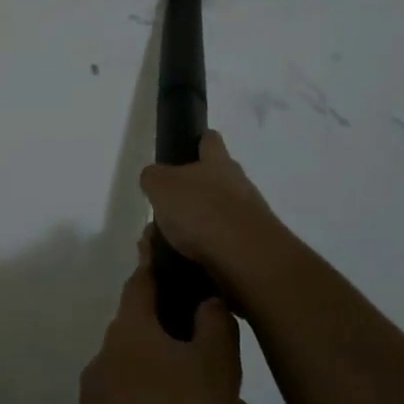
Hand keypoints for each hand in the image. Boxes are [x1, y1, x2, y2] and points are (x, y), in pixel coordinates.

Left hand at [55, 235, 285, 403]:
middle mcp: (114, 363)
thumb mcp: (213, 370)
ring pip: (174, 402)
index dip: (160, 261)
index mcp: (132, 333)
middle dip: (211, 370)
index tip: (172, 247)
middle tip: (246, 402)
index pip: (144, 280)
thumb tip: (208, 301)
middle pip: (166, 347)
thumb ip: (216, 327)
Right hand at [139, 131, 291, 297]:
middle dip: (186, 196)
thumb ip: (153, 178)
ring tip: (164, 245)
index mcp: (218, 162)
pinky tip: (181, 262)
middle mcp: (237, 185)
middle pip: (211, 182)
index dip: (198, 141)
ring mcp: (247, 218)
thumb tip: (154, 179)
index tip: (185, 150)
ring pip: (211, 217)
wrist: (246, 258)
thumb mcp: (162, 186)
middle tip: (162, 212)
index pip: (210, 140)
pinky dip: (199, 253)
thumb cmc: (202, 211)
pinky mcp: (249, 248)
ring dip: (189, 229)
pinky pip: (217, 246)